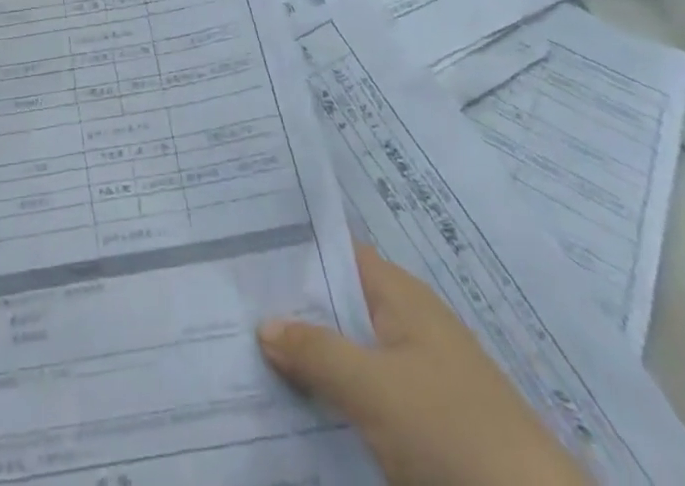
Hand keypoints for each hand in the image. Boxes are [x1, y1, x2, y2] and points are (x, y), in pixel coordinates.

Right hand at [258, 244, 590, 485]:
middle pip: (338, 303)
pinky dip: (333, 397)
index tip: (240, 249)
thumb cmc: (455, 435)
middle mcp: (409, 325)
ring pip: (349, 354)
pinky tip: (296, 408)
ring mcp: (419, 377)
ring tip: (248, 352)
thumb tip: (263, 323)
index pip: (335, 252)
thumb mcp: (376, 390)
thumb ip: (316, 352)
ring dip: (309, 358)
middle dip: (290, 307)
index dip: (291, 249)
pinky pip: (365, 396)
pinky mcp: (426, 426)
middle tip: (230, 302)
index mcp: (401, 296)